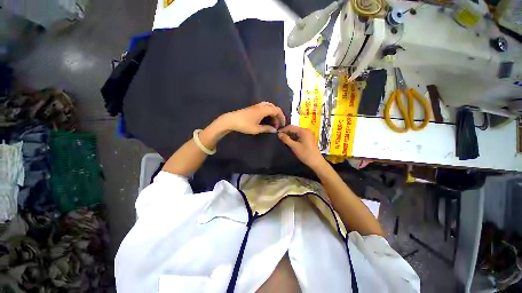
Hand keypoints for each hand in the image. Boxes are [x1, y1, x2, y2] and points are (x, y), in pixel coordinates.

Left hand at [220, 102, 285, 134]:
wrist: (231, 120)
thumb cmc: (244, 125)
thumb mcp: (256, 129)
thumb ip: (266, 129)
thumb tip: (274, 130)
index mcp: (263, 110)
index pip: (277, 110)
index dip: (282, 117)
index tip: (283, 124)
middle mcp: (261, 106)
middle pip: (274, 107)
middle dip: (278, 115)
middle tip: (277, 124)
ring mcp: (256, 106)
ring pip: (269, 106)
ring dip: (273, 113)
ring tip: (273, 121)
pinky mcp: (253, 107)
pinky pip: (264, 107)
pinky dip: (268, 112)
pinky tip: (266, 118)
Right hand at [278, 125, 324, 168]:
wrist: (316, 162)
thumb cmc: (305, 154)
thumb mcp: (294, 147)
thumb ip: (286, 139)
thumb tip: (279, 134)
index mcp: (303, 131)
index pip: (291, 127)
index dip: (283, 130)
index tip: (276, 133)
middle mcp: (306, 130)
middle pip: (294, 129)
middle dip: (286, 132)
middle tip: (279, 137)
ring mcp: (308, 134)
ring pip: (296, 132)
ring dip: (289, 135)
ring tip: (283, 139)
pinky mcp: (308, 138)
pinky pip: (299, 135)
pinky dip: (294, 138)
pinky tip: (289, 141)